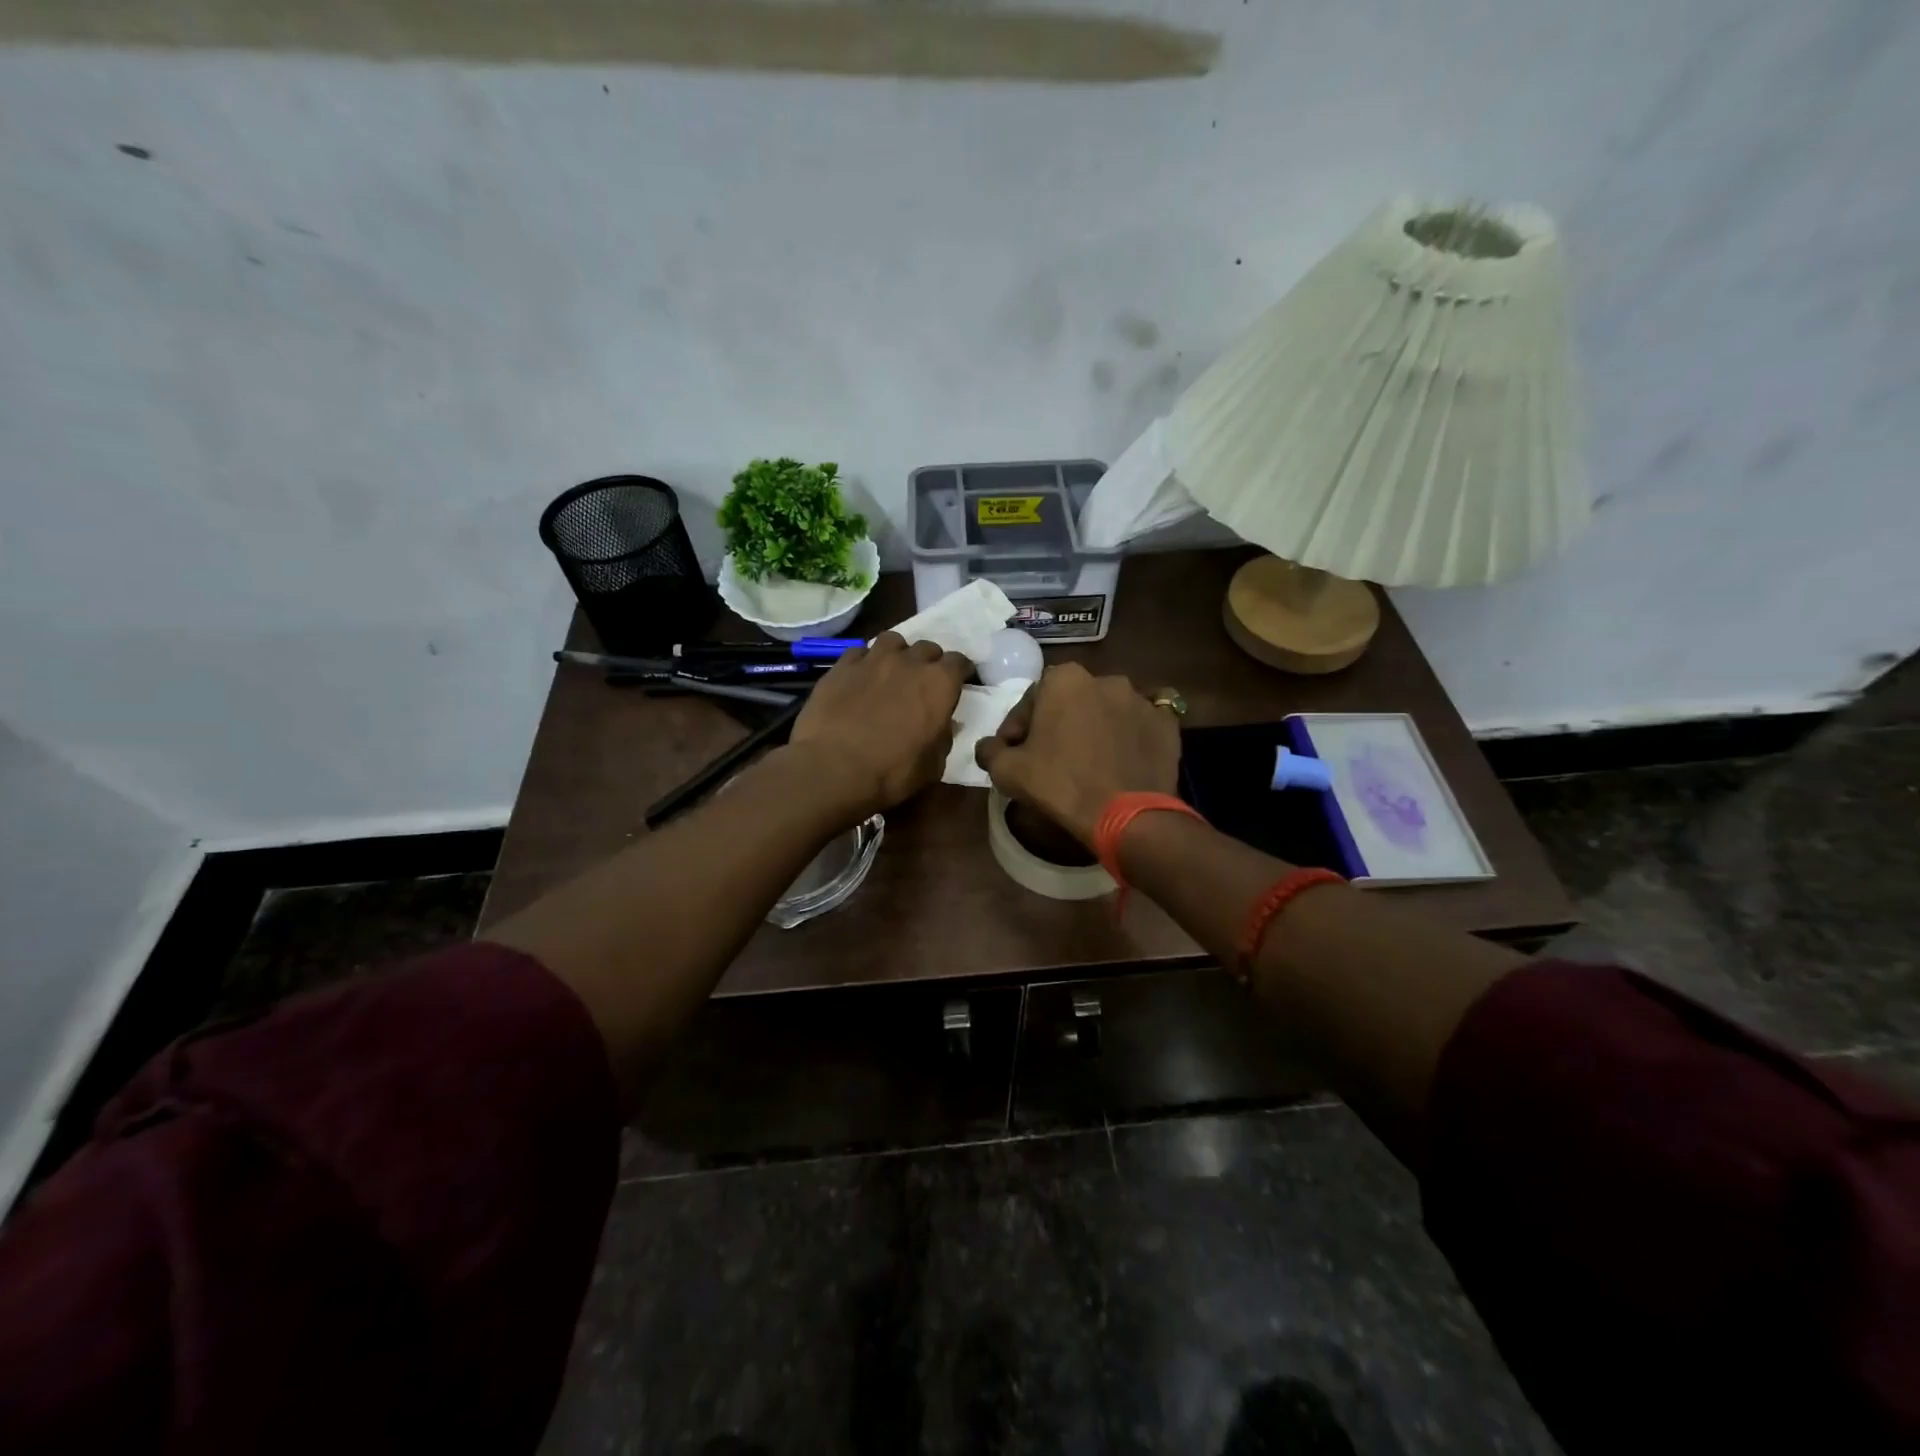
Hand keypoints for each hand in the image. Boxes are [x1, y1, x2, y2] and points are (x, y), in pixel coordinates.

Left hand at [789, 632, 970, 816]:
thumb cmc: (891, 772)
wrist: (832, 769)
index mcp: (939, 683)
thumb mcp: (933, 765)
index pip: (959, 662)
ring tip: (891, 672)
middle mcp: (909, 662)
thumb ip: (943, 737)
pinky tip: (860, 678)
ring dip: (897, 654)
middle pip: (927, 648)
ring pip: (892, 641)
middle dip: (929, 662)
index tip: (958, 683)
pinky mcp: (841, 666)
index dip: (960, 672)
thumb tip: (942, 725)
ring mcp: (872, 659)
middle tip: (923, 682)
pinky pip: (859, 652)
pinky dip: (865, 662)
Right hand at [974, 663, 1181, 846]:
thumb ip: (991, 751)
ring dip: (1095, 729)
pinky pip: (1141, 727)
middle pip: (1072, 701)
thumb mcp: (1008, 771)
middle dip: (1059, 724)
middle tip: (1051, 757)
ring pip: (1107, 712)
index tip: (1016, 752)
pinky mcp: (1167, 725)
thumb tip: (988, 747)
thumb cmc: (1060, 784)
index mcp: (1064, 680)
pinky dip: (1130, 739)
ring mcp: (1141, 700)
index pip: (1032, 698)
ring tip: (1089, 762)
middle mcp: (1106, 679)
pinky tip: (1121, 762)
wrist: (1125, 815)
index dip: (1019, 726)